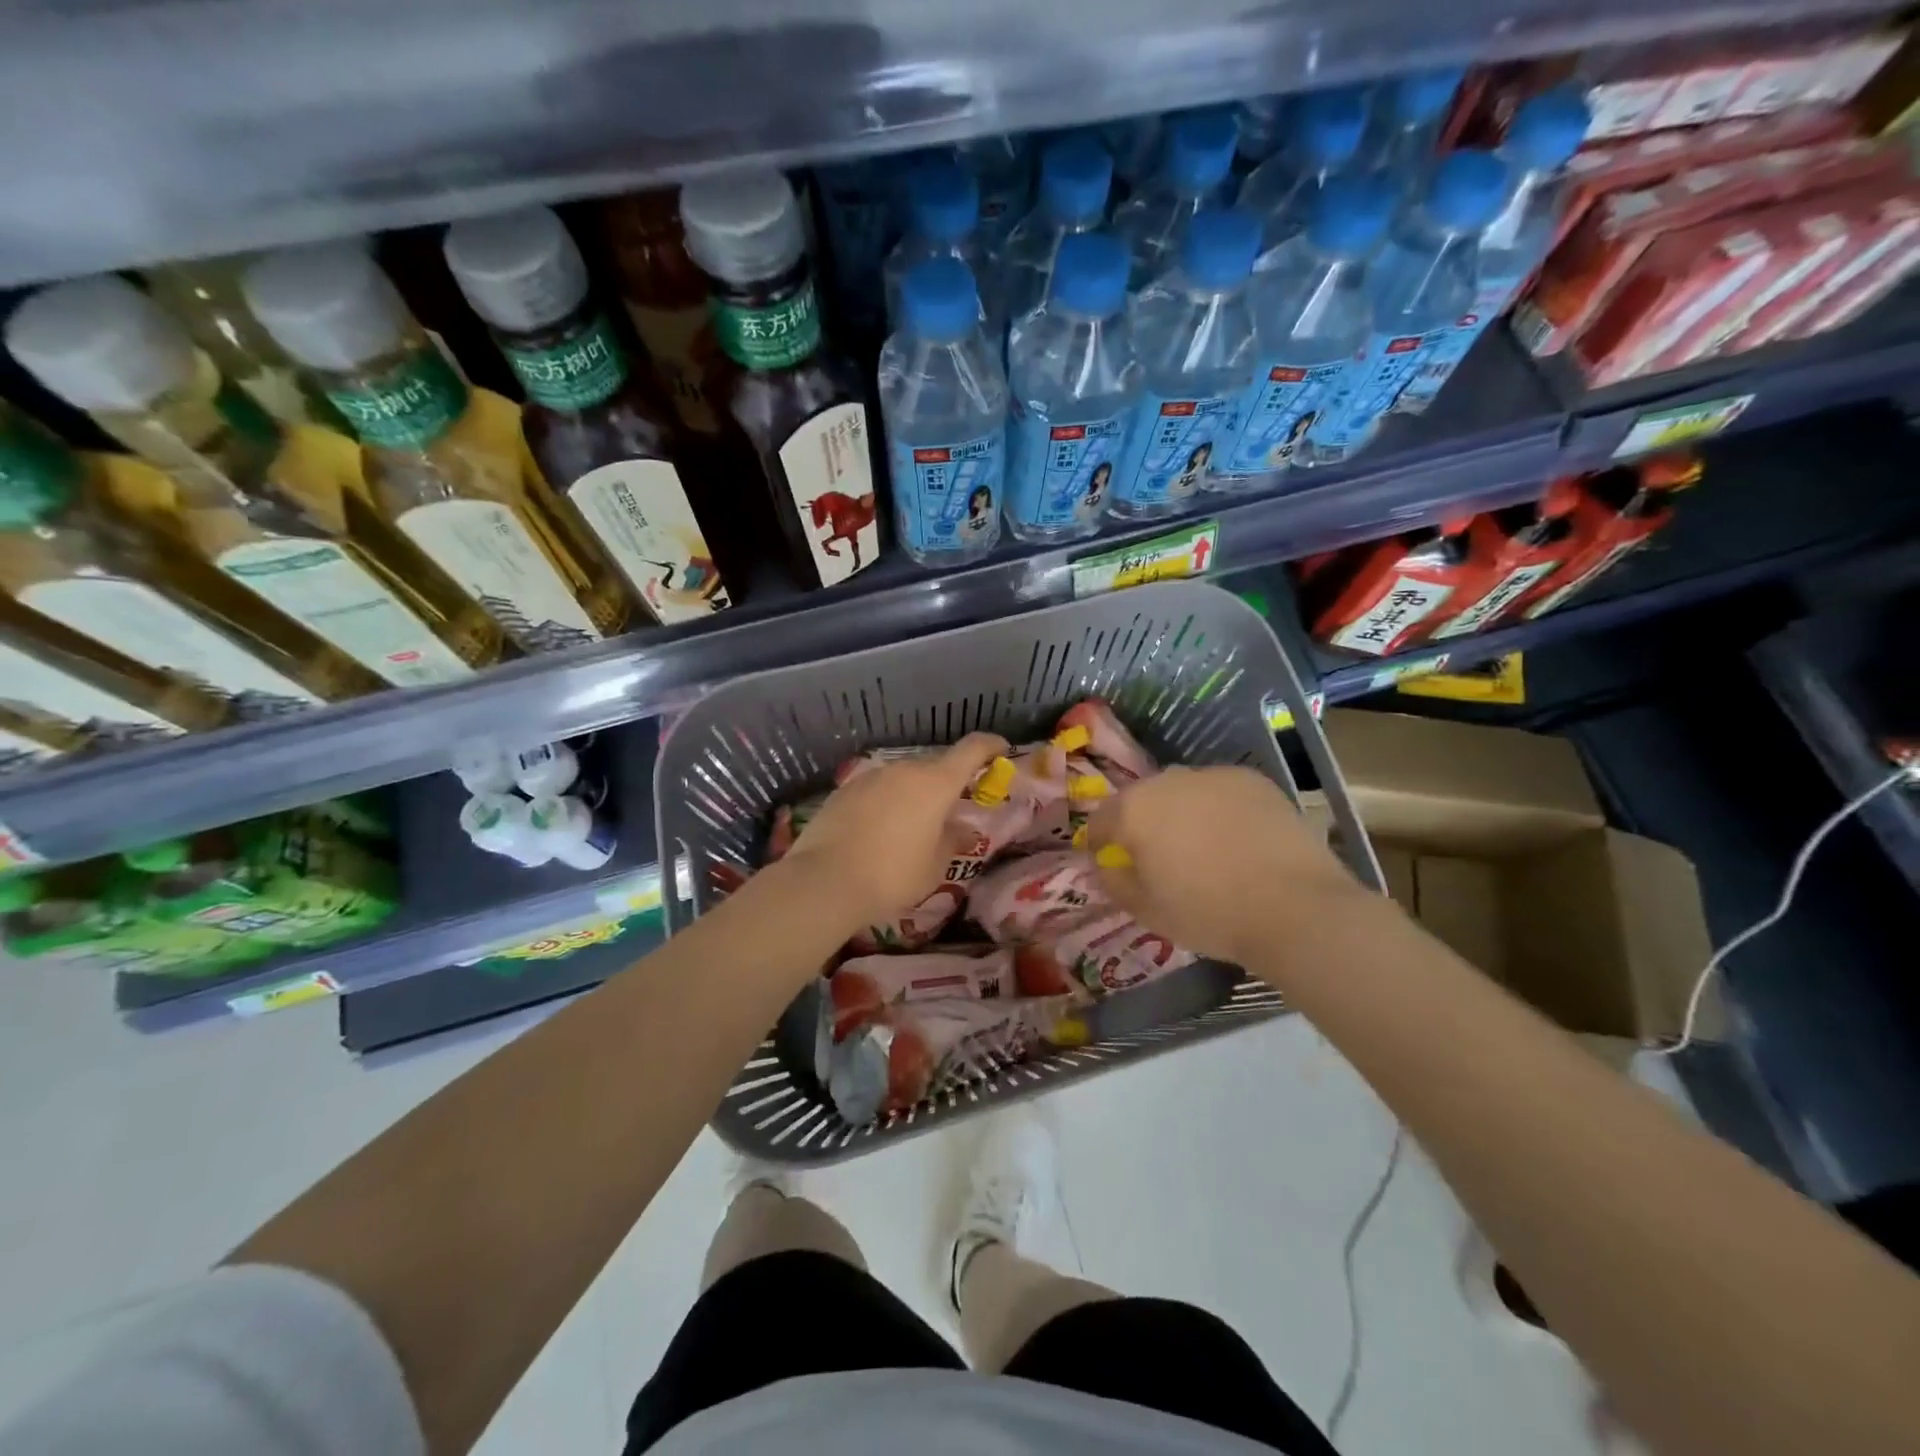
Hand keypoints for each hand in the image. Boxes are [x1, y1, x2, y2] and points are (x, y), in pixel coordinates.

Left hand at [780, 732, 1009, 936]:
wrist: (824, 880)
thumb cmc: (893, 874)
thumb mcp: (935, 866)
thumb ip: (953, 841)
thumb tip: (963, 831)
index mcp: (935, 783)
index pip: (971, 749)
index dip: (990, 746)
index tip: (1001, 750)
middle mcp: (904, 770)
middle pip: (935, 765)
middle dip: (948, 782)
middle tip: (953, 808)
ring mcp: (870, 777)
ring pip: (903, 778)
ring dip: (915, 794)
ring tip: (913, 825)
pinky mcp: (844, 791)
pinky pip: (877, 790)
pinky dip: (887, 803)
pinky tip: (880, 831)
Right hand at [1084, 766, 1362, 968]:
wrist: (1295, 907)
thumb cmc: (1209, 913)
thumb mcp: (1147, 910)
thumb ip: (1114, 882)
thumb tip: (1104, 867)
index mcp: (1135, 809)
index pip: (1101, 819)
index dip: (1100, 841)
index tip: (1108, 861)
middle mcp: (1169, 780)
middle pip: (1142, 798)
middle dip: (1142, 822)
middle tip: (1156, 856)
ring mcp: (1214, 775)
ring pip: (1183, 791)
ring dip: (1181, 812)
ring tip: (1199, 845)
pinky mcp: (1253, 780)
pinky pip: (1220, 792)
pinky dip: (1218, 809)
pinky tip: (1235, 838)